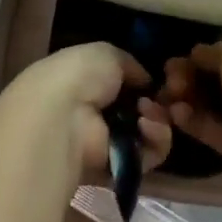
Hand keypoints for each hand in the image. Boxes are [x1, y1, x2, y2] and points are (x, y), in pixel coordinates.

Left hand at [10, 42, 172, 181]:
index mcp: (87, 83)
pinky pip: (150, 154)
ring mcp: (108, 142)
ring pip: (149, 132)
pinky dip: (155, 139)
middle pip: (140, 110)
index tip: (154, 80)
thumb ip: (130, 65)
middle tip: (154, 98)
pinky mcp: (120, 167)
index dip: (143, 82)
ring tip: (146, 112)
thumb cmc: (80, 75)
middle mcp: (96, 113)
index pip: (123, 85)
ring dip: (157, 119)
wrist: (64, 118)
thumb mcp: (106, 54)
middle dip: (155, 102)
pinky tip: (145, 126)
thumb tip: (146, 81)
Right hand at [160, 35, 221, 198]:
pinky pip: (207, 127)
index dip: (202, 52)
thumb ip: (210, 51)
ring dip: (184, 96)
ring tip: (168, 96)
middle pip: (214, 74)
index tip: (179, 57)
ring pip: (207, 101)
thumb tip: (196, 57)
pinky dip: (189, 120)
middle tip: (170, 78)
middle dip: (188, 73)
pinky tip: (175, 114)